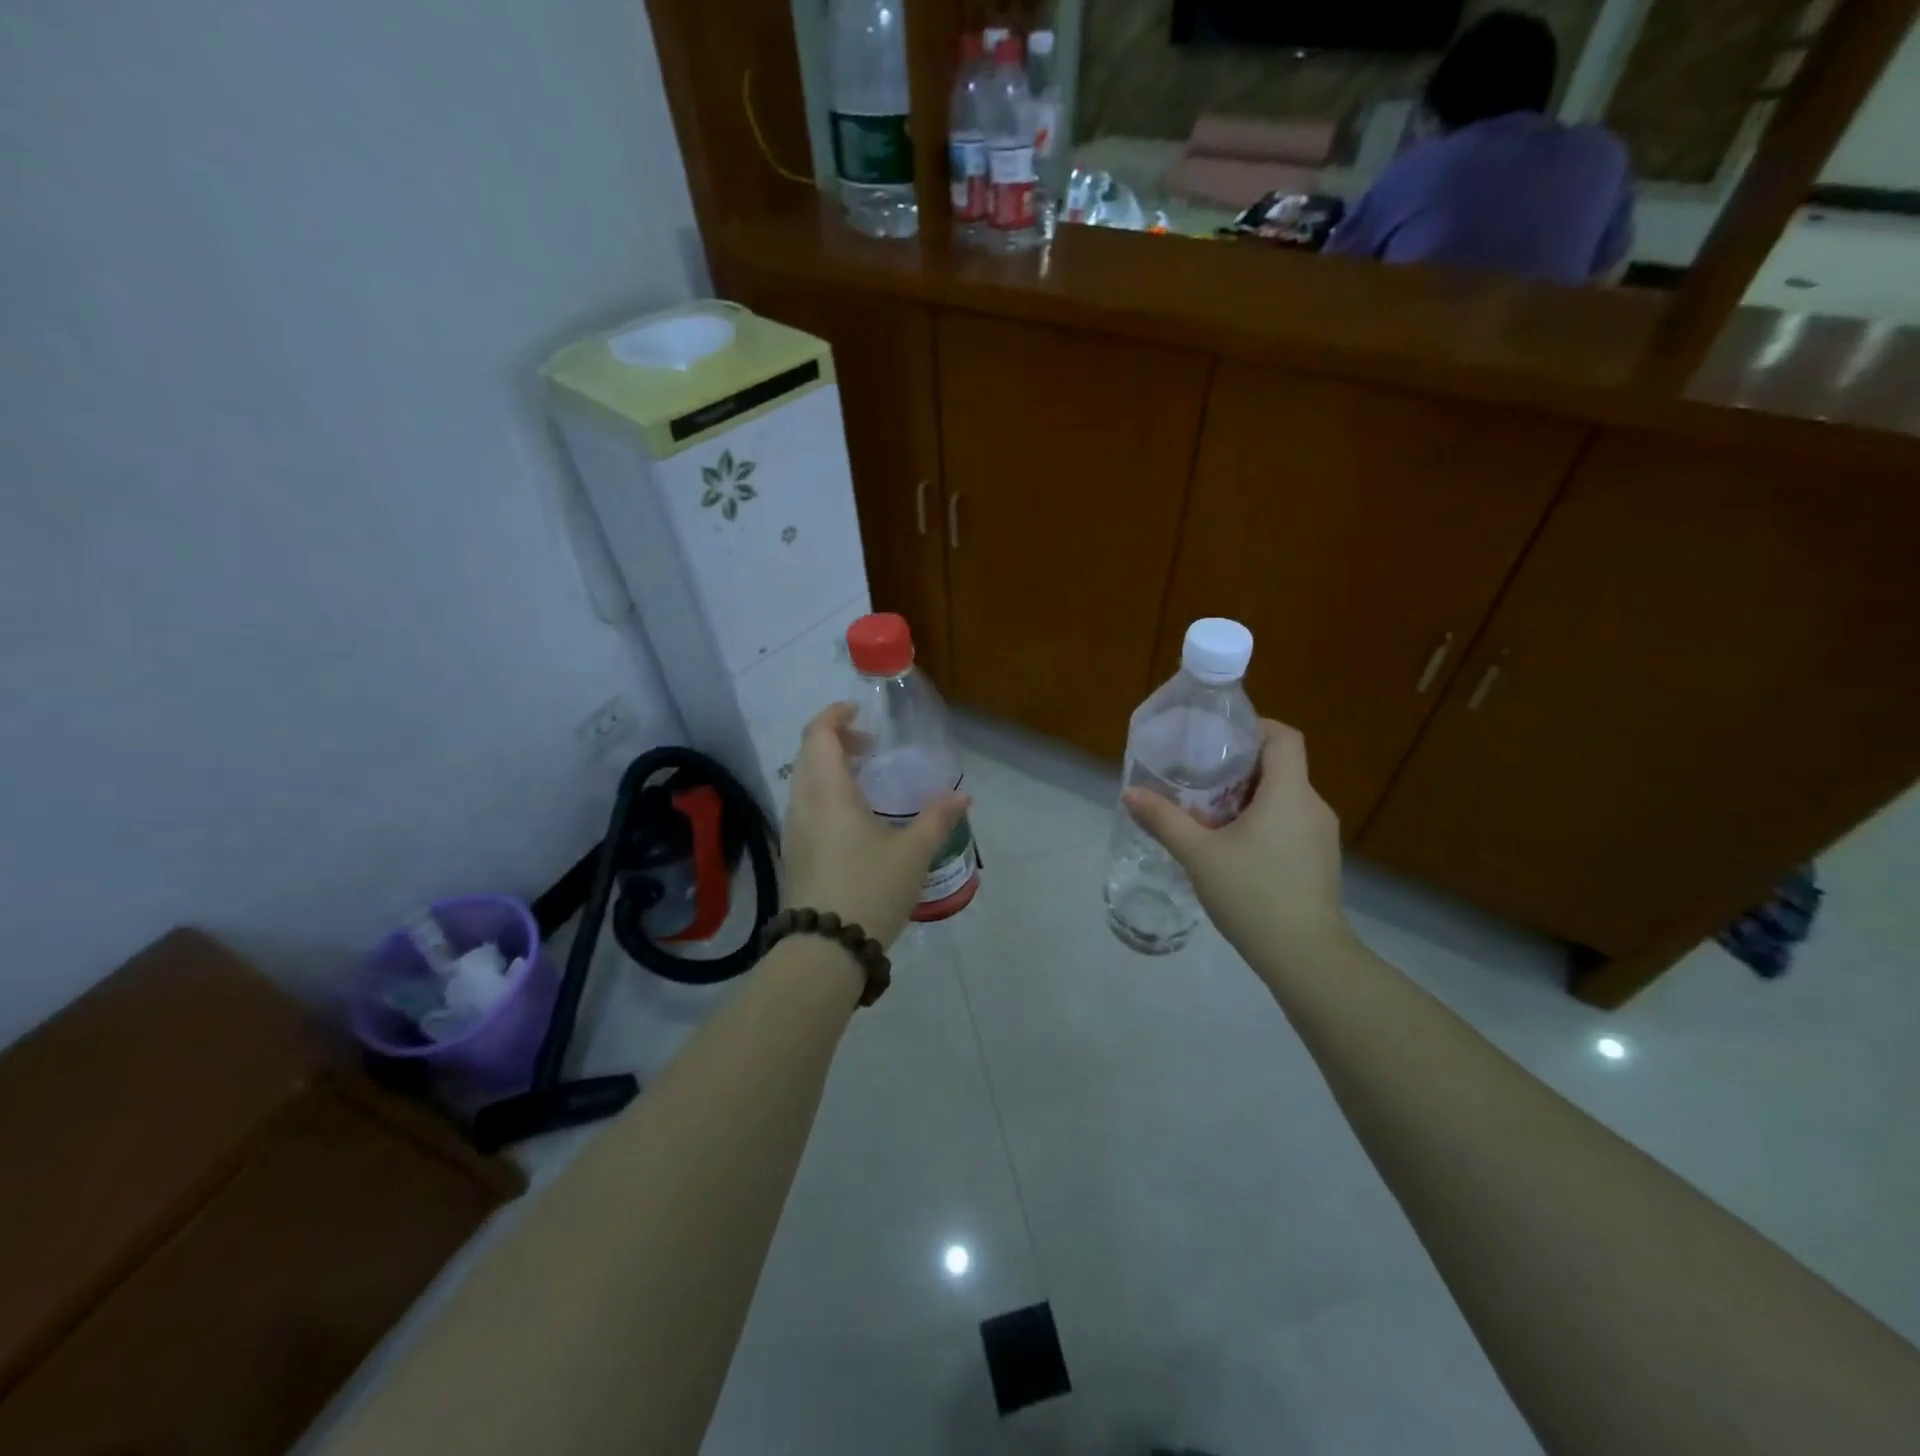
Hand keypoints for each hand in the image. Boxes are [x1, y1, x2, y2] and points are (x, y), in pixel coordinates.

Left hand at [781, 703, 969, 948]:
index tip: (860, 713)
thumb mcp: (912, 854)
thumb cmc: (869, 889)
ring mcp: (792, 831)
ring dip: (830, 769)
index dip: (835, 715)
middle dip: (835, 741)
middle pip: (808, 755)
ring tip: (866, 781)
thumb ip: (938, 819)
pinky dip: (825, 795)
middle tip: (870, 747)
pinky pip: (805, 807)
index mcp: (828, 792)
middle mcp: (802, 804)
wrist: (824, 950)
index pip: (817, 734)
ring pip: (804, 782)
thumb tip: (962, 796)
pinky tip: (854, 819)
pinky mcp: (793, 854)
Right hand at [1123, 719, 1351, 966]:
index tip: (1220, 736)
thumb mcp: (1198, 854)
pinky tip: (1234, 848)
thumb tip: (1131, 793)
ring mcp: (1322, 835)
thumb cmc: (1253, 894)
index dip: (1255, 726)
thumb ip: (1164, 819)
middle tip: (1200, 778)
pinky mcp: (1321, 860)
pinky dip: (1263, 822)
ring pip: (1284, 798)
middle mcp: (1313, 805)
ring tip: (1209, 814)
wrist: (1306, 957)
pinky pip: (1291, 823)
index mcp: (1289, 793)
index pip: (1284, 737)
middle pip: (1280, 767)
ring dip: (1249, 798)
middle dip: (1239, 768)